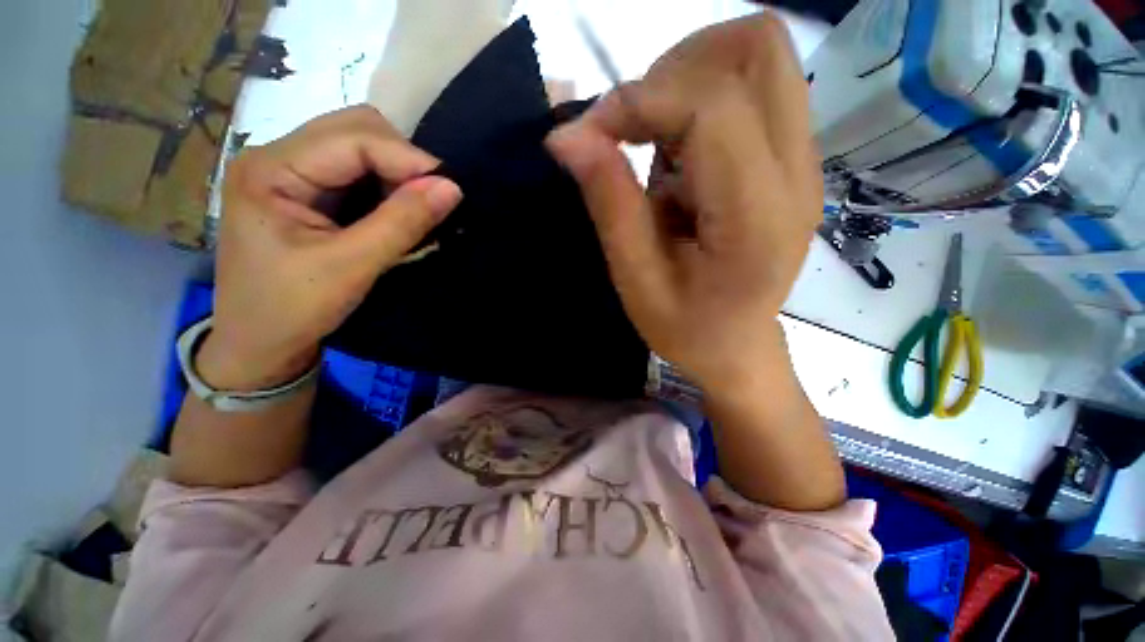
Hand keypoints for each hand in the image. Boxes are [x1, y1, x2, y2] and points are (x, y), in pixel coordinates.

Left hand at [200, 106, 462, 390]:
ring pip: (359, 147)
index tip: (450, 190)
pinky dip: (387, 186)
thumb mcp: (352, 266)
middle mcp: (277, 157)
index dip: (408, 158)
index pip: (353, 138)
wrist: (259, 345)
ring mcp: (291, 172)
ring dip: (397, 172)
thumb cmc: (293, 309)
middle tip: (432, 199)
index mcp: (271, 169)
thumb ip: (403, 222)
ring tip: (418, 207)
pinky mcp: (306, 192)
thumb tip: (452, 187)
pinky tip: (399, 210)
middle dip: (402, 160)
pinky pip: (357, 172)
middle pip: (354, 129)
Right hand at [547, 14, 821, 395]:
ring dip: (687, 79)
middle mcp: (796, 172)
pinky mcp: (792, 158)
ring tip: (654, 143)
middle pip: (755, 49)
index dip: (639, 100)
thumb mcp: (636, 280)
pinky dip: (702, 96)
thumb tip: (569, 135)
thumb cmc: (686, 328)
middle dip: (673, 70)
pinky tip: (678, 153)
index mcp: (757, 217)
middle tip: (631, 128)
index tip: (589, 133)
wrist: (736, 345)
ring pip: (759, 54)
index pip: (711, 106)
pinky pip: (754, 85)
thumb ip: (610, 203)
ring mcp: (804, 159)